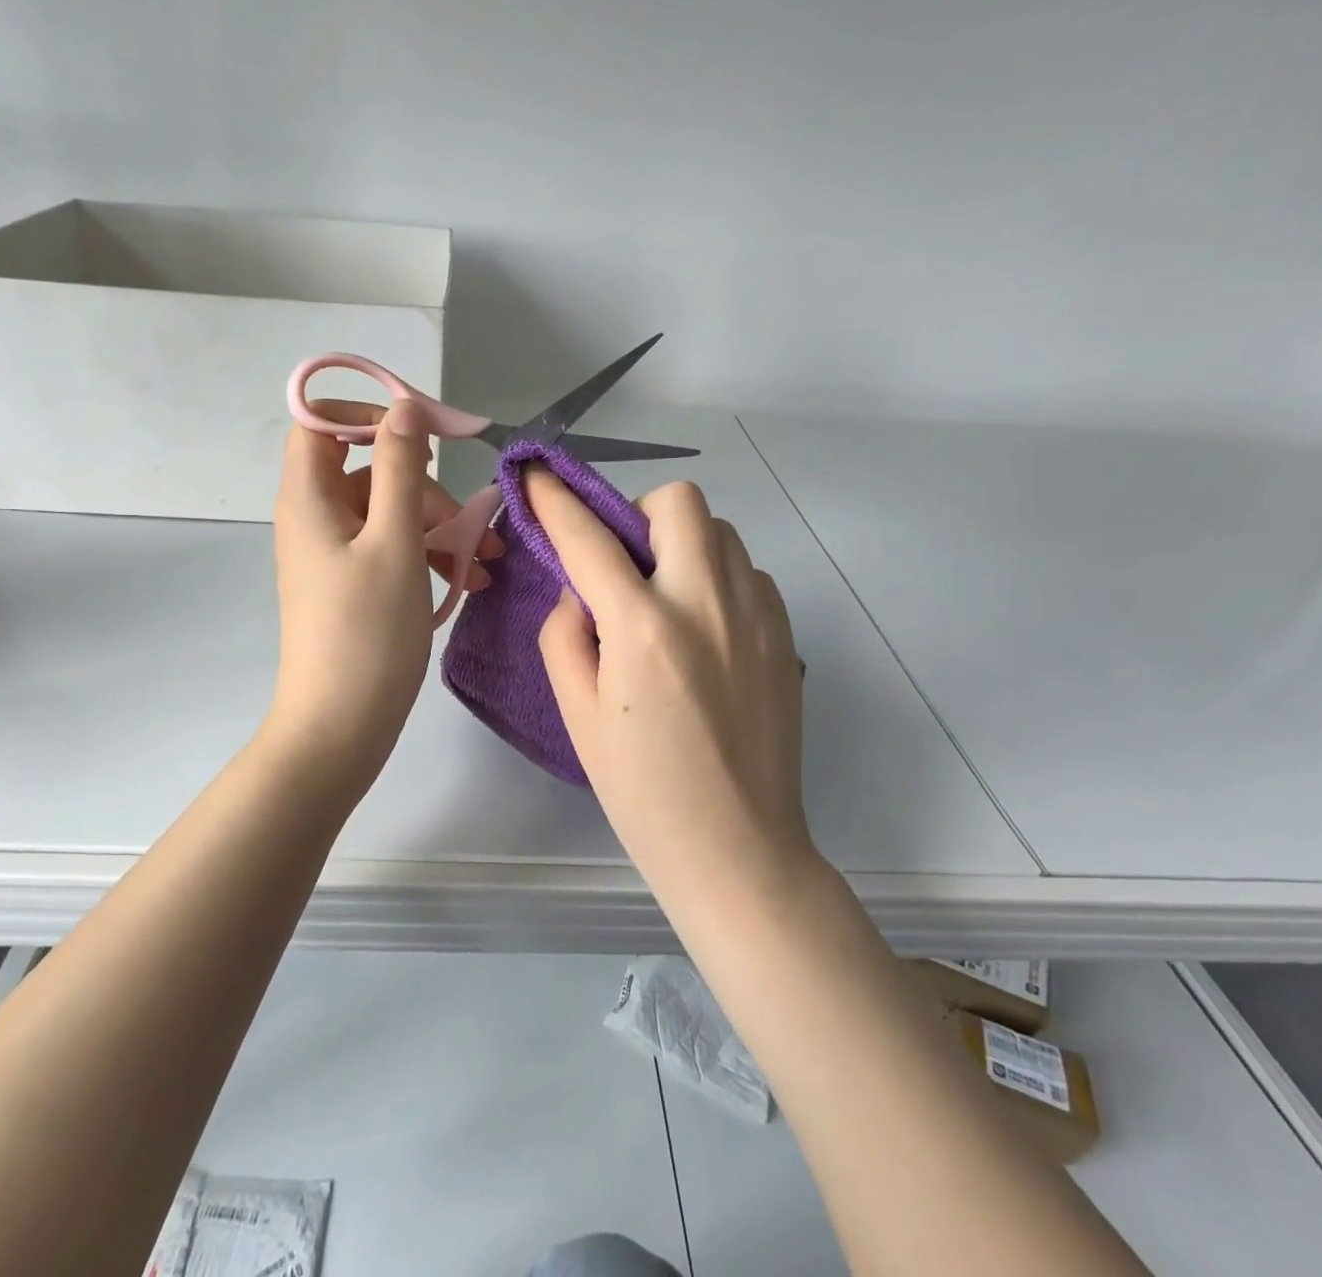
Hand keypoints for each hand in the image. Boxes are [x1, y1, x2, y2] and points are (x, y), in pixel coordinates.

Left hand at [267, 399, 502, 782]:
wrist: (341, 727)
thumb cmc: (367, 632)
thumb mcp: (395, 542)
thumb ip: (399, 469)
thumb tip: (403, 409)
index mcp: (309, 498)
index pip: (321, 421)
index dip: (368, 412)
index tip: (423, 430)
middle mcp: (315, 518)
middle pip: (369, 469)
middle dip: (426, 487)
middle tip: (469, 523)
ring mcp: (333, 553)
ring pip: (389, 512)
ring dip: (439, 526)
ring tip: (486, 563)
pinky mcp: (352, 583)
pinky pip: (391, 549)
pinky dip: (428, 556)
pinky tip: (467, 582)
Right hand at [527, 470, 807, 884]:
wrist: (737, 846)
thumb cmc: (642, 791)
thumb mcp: (578, 715)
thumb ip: (566, 634)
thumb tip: (581, 590)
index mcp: (644, 629)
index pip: (588, 538)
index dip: (555, 500)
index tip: (537, 475)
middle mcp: (706, 604)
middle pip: (679, 502)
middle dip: (638, 513)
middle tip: (624, 563)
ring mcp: (757, 615)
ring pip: (720, 531)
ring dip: (681, 545)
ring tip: (665, 597)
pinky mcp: (785, 633)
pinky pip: (746, 570)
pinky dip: (716, 577)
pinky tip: (703, 628)